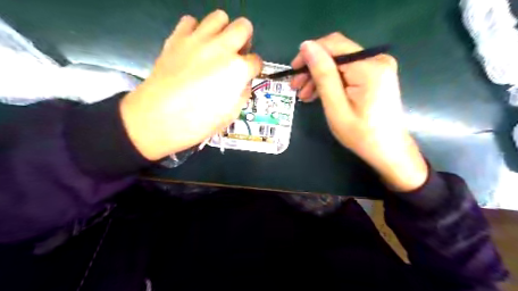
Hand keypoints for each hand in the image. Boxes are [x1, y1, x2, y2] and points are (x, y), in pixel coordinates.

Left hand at [119, 10, 261, 160]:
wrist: (158, 118)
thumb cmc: (197, 122)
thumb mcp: (231, 115)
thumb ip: (242, 94)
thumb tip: (242, 83)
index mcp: (237, 70)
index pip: (256, 61)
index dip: (253, 69)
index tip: (248, 74)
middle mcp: (222, 48)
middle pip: (243, 26)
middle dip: (245, 40)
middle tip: (236, 54)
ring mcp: (198, 40)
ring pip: (219, 17)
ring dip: (223, 30)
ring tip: (217, 47)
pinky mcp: (177, 37)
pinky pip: (191, 21)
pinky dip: (196, 30)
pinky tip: (194, 46)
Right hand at [291, 33, 428, 191]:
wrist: (388, 150)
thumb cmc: (361, 134)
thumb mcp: (336, 106)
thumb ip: (323, 74)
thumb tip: (306, 45)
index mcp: (369, 66)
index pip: (333, 45)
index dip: (309, 54)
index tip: (293, 71)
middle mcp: (377, 59)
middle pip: (336, 54)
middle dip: (313, 68)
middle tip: (296, 87)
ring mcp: (378, 67)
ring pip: (340, 63)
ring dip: (320, 76)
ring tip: (305, 95)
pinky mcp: (376, 75)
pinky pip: (348, 71)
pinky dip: (332, 81)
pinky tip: (319, 94)